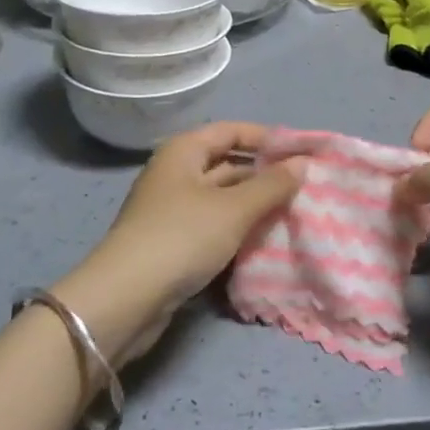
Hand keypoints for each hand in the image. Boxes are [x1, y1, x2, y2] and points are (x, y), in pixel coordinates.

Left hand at [54, 123, 301, 363]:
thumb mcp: (233, 209)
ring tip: (292, 214)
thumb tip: (302, 163)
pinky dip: (236, 229)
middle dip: (263, 175)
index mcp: (184, 150)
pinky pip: (212, 225)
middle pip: (226, 163)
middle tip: (303, 187)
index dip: (266, 138)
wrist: (125, 299)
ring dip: (252, 205)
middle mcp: (175, 172)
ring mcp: (171, 208)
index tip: (301, 153)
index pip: (231, 130)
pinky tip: (262, 241)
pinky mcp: (171, 241)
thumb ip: (270, 185)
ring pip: (221, 198)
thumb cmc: (181, 237)